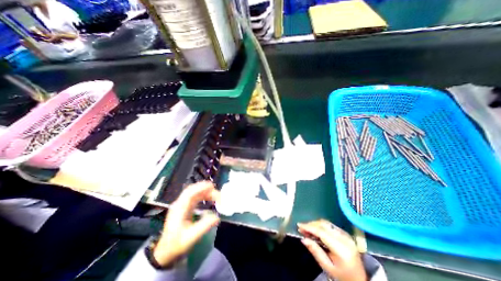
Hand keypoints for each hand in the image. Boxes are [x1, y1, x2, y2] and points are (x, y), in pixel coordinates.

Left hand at [152, 182, 219, 265]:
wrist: (165, 252)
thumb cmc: (176, 245)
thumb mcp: (191, 237)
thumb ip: (204, 226)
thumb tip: (217, 217)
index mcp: (179, 209)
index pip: (189, 193)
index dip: (200, 187)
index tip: (212, 186)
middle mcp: (179, 204)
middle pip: (193, 190)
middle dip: (205, 189)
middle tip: (217, 193)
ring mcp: (182, 205)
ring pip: (194, 192)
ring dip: (205, 192)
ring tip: (216, 196)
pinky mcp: (185, 207)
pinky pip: (195, 197)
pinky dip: (203, 195)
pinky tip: (209, 198)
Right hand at [299, 219, 366, 280]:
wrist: (359, 280)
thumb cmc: (342, 276)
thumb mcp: (327, 267)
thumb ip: (315, 251)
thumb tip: (303, 238)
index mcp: (341, 248)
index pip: (322, 232)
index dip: (309, 227)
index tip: (299, 225)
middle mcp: (344, 238)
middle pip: (324, 225)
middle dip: (311, 224)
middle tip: (301, 228)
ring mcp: (346, 235)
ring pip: (326, 223)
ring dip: (315, 224)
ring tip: (307, 230)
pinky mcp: (345, 234)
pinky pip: (330, 225)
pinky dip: (321, 226)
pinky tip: (316, 231)